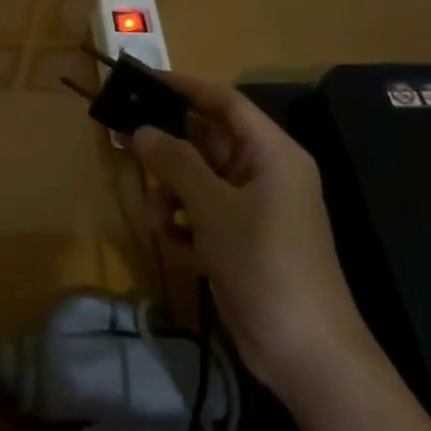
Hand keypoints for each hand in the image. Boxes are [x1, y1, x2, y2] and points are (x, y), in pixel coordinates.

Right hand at [130, 76, 430, 430]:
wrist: (304, 350)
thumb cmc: (264, 263)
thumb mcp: (213, 207)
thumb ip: (174, 163)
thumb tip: (140, 130)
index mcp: (271, 153)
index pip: (225, 102)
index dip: (185, 87)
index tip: (143, 80)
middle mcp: (263, 173)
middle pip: (205, 143)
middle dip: (169, 155)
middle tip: (127, 151)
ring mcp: (252, 209)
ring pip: (196, 182)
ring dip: (171, 198)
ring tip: (160, 223)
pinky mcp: (240, 240)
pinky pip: (201, 215)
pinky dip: (185, 227)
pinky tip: (179, 251)